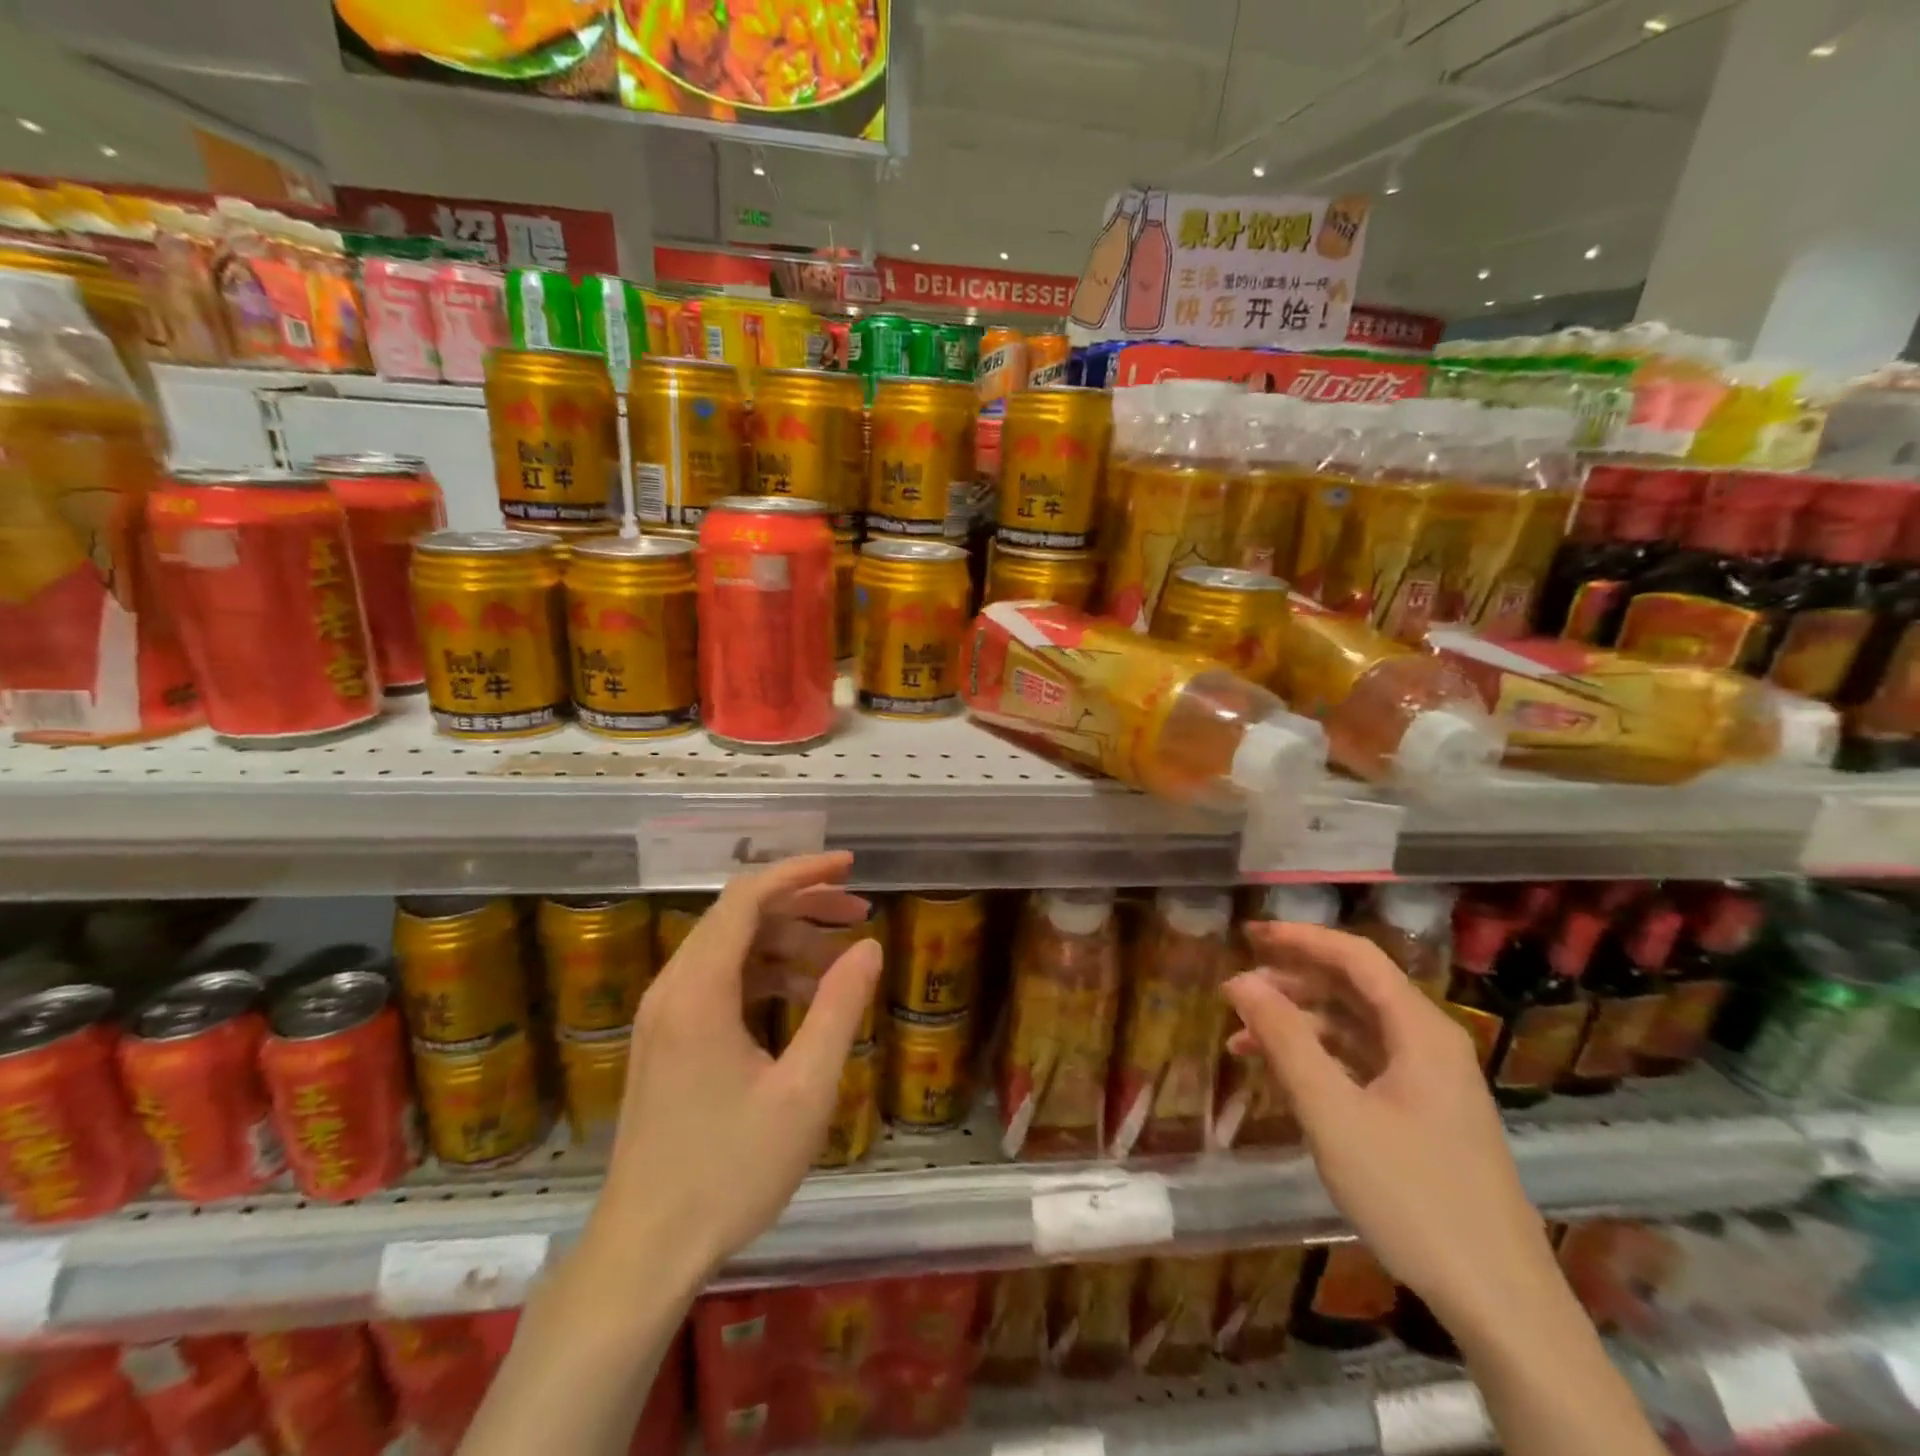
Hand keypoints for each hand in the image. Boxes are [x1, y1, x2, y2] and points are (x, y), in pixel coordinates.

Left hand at [583, 852, 882, 1281]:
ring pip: (732, 948)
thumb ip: (840, 1008)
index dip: (802, 872)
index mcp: (699, 989)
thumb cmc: (729, 1171)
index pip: (748, 897)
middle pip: (740, 916)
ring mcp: (665, 1014)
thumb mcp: (805, 1090)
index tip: (850, 866)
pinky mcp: (667, 1040)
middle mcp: (673, 987)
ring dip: (788, 941)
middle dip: (803, 904)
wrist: (644, 1252)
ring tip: (843, 958)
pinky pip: (721, 982)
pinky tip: (806, 998)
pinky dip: (767, 976)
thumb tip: (869, 947)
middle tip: (860, 913)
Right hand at [1222, 922, 1557, 1331]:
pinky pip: (1365, 1062)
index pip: (1355, 956)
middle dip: (1293, 980)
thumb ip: (1283, 1039)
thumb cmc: (1411, 1196)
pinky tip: (1284, 1075)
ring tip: (1244, 1036)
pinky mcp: (1426, 1113)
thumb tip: (1240, 980)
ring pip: (1356, 1027)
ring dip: (1300, 1023)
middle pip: (1355, 988)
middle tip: (1238, 987)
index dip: (1299, 938)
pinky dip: (1321, 1058)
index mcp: (1420, 1030)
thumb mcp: (1332, 1113)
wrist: (1500, 1302)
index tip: (1248, 933)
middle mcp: (1430, 1043)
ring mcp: (1431, 1080)